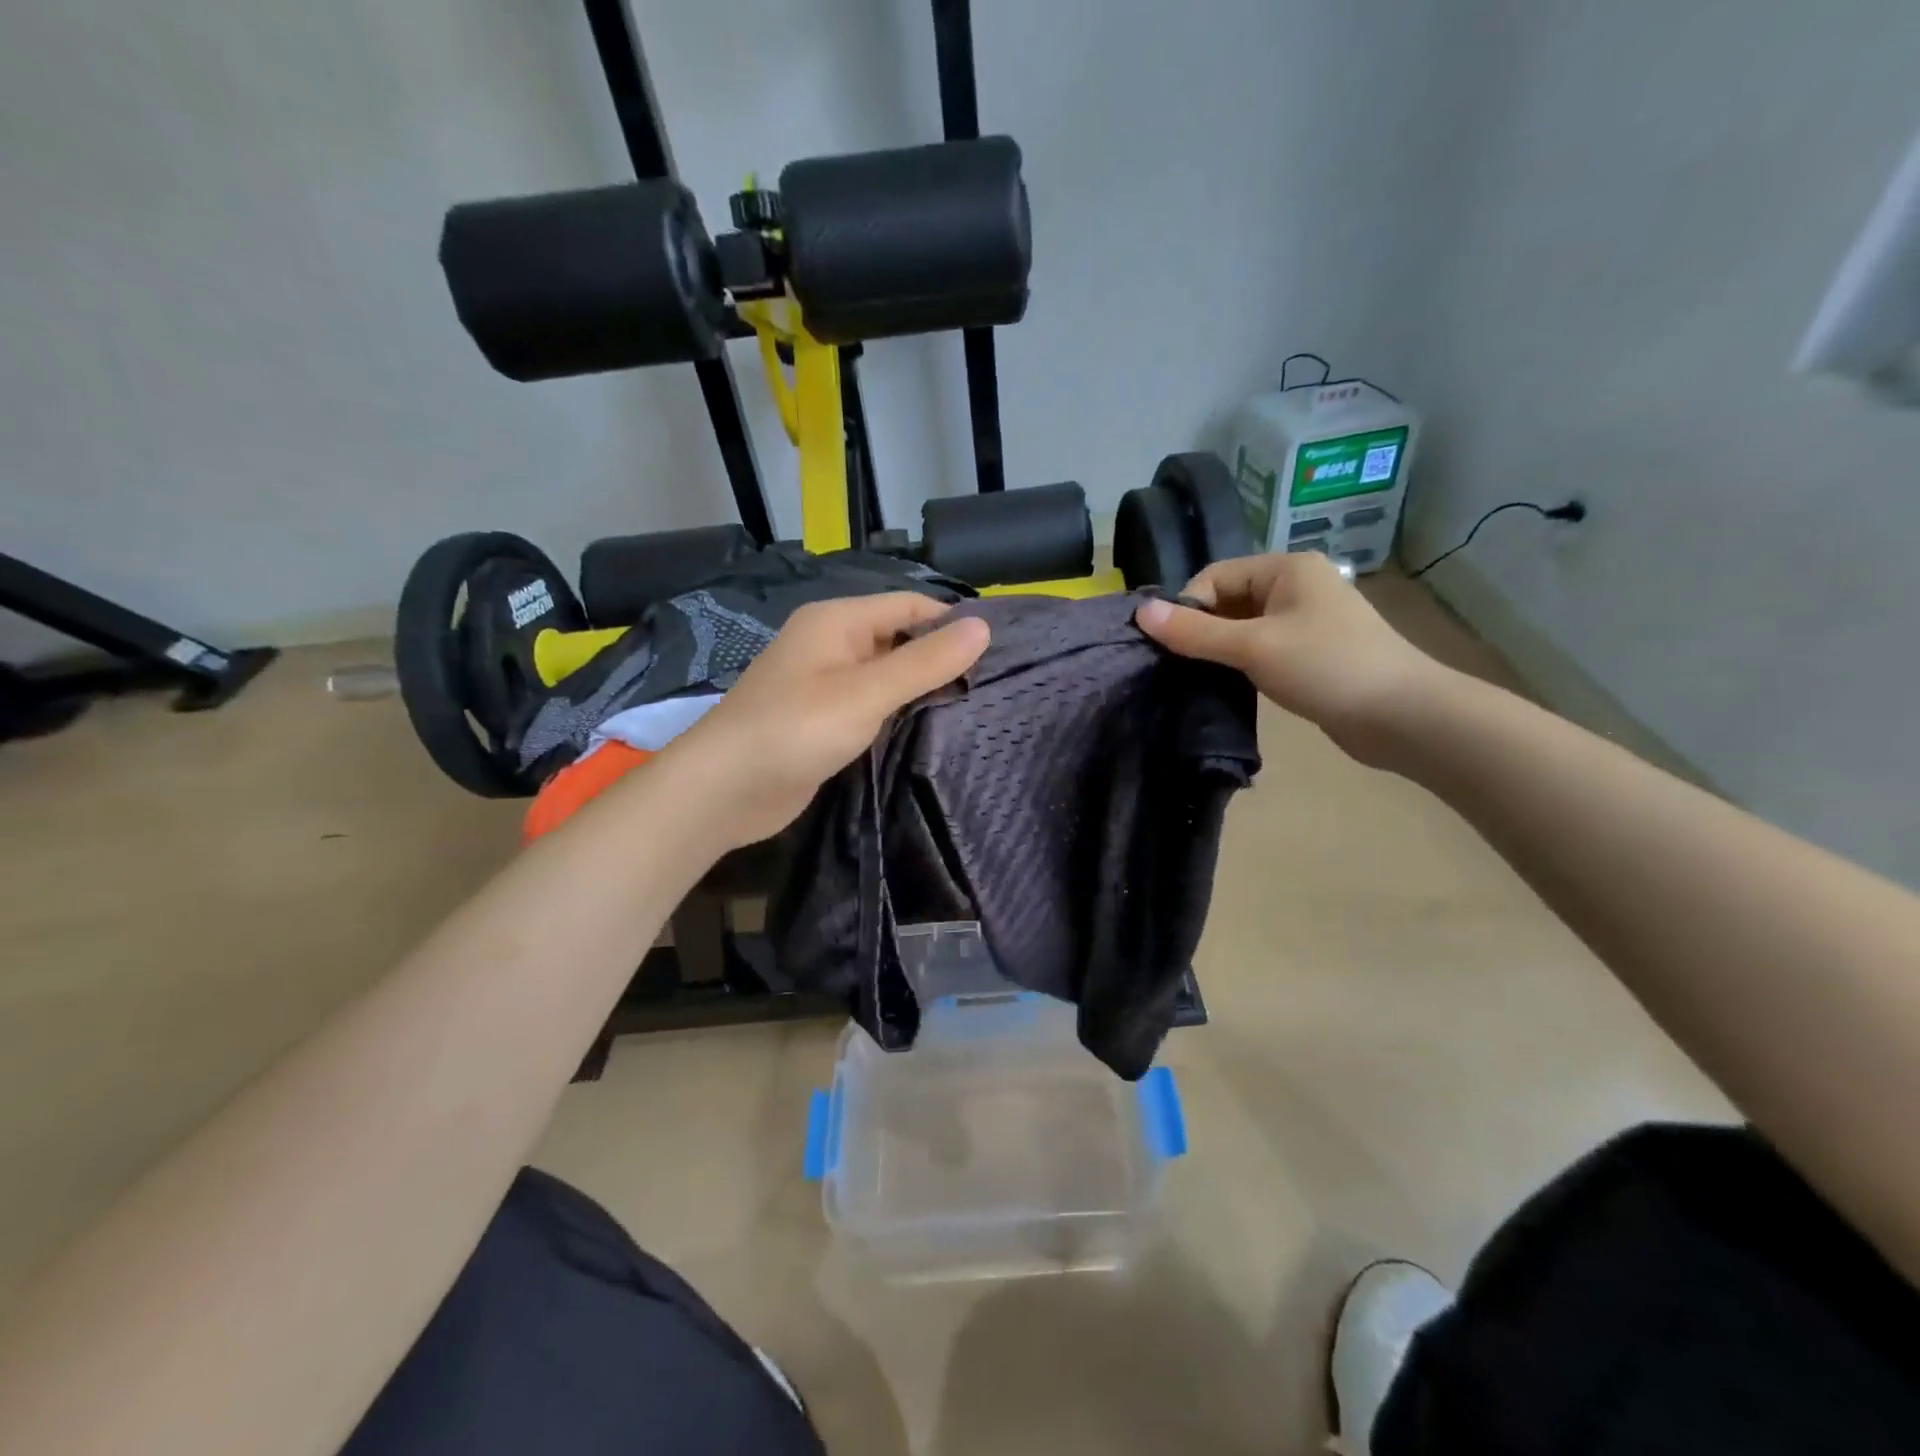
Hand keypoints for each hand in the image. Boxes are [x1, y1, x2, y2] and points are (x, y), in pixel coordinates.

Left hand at [664, 593, 990, 848]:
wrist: (724, 789)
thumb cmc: (796, 729)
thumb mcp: (867, 692)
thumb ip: (925, 662)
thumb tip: (983, 627)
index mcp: (838, 621)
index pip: (909, 606)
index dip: (952, 623)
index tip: (997, 652)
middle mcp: (831, 644)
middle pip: (898, 638)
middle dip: (939, 659)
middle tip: (989, 687)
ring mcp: (824, 684)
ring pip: (885, 676)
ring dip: (920, 689)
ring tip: (971, 709)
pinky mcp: (822, 721)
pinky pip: (869, 706)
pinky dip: (896, 714)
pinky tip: (927, 732)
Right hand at [1135, 552, 1449, 764]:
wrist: (1402, 716)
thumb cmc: (1326, 667)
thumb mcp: (1253, 646)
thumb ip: (1195, 632)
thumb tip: (1141, 612)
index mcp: (1286, 568)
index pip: (1216, 575)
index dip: (1188, 606)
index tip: (1169, 645)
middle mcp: (1296, 586)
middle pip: (1229, 600)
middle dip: (1201, 630)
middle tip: (1178, 665)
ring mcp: (1306, 621)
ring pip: (1243, 627)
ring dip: (1219, 649)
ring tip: (1198, 678)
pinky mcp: (1311, 654)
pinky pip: (1262, 649)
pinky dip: (1241, 663)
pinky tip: (1229, 686)